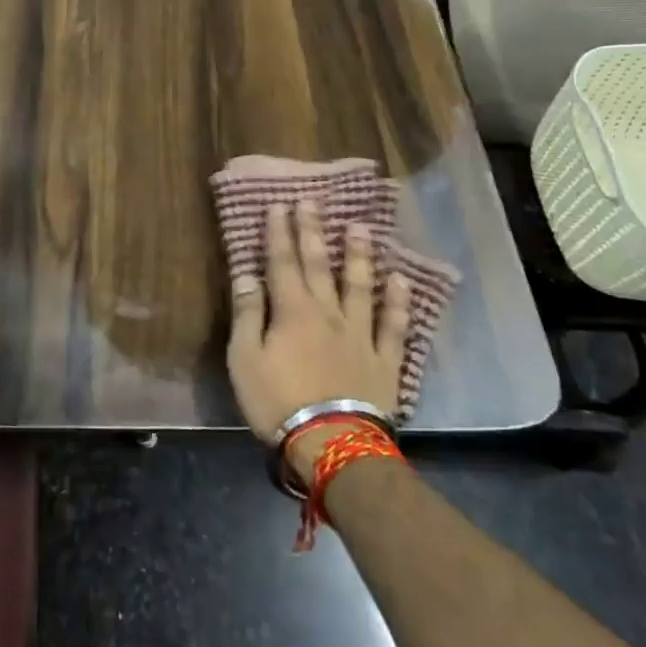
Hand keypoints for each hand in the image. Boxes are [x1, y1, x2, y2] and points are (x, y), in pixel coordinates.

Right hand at [227, 202, 410, 480]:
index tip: (279, 205)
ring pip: (360, 286)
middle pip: (319, 265)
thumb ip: (247, 314)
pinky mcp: (384, 359)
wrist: (333, 445)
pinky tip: (400, 280)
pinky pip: (393, 325)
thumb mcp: (245, 358)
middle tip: (313, 201)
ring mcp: (360, 334)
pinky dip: (398, 301)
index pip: (282, 262)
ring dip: (358, 255)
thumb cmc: (278, 401)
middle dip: (313, 231)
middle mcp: (328, 312)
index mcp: (292, 311)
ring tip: (360, 227)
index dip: (279, 233)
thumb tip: (246, 275)